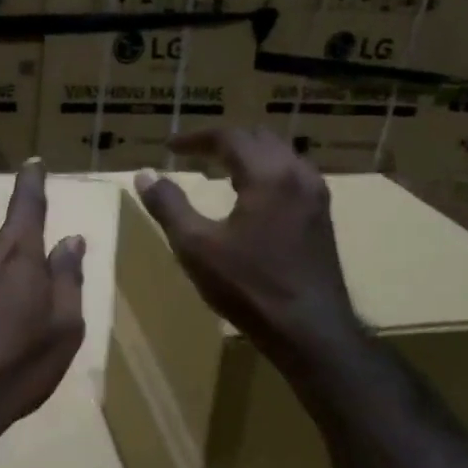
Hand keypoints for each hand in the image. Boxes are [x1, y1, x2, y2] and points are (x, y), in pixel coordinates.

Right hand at [134, 128, 357, 360]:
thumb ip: (169, 206)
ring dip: (248, 156)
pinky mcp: (322, 217)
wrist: (309, 330)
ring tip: (220, 171)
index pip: (230, 137)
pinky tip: (252, 198)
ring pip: (280, 156)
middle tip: (194, 154)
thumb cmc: (248, 287)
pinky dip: (266, 174)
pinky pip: (292, 177)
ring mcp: (316, 196)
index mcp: (268, 174)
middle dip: (224, 141)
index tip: (169, 147)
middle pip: (259, 138)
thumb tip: (145, 175)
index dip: (196, 138)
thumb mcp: (196, 247)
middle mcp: (298, 175)